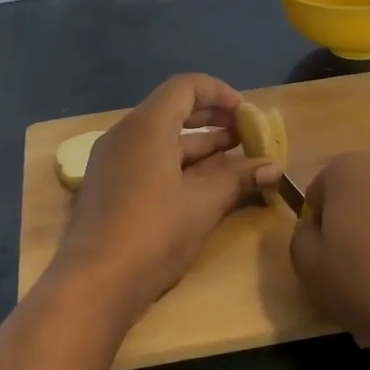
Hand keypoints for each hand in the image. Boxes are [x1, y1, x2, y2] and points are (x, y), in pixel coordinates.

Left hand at [56, 74, 280, 318]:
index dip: (221, 94)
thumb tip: (273, 167)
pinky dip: (177, 166)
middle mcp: (124, 135)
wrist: (95, 282)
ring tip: (233, 162)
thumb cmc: (154, 233)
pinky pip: (146, 162)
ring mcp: (111, 162)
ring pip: (160, 141)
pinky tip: (202, 188)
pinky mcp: (107, 188)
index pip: (186, 87)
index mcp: (147, 126)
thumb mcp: (203, 204)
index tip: (247, 115)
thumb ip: (238, 179)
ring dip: (198, 147)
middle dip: (212, 121)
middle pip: (172, 111)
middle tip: (245, 137)